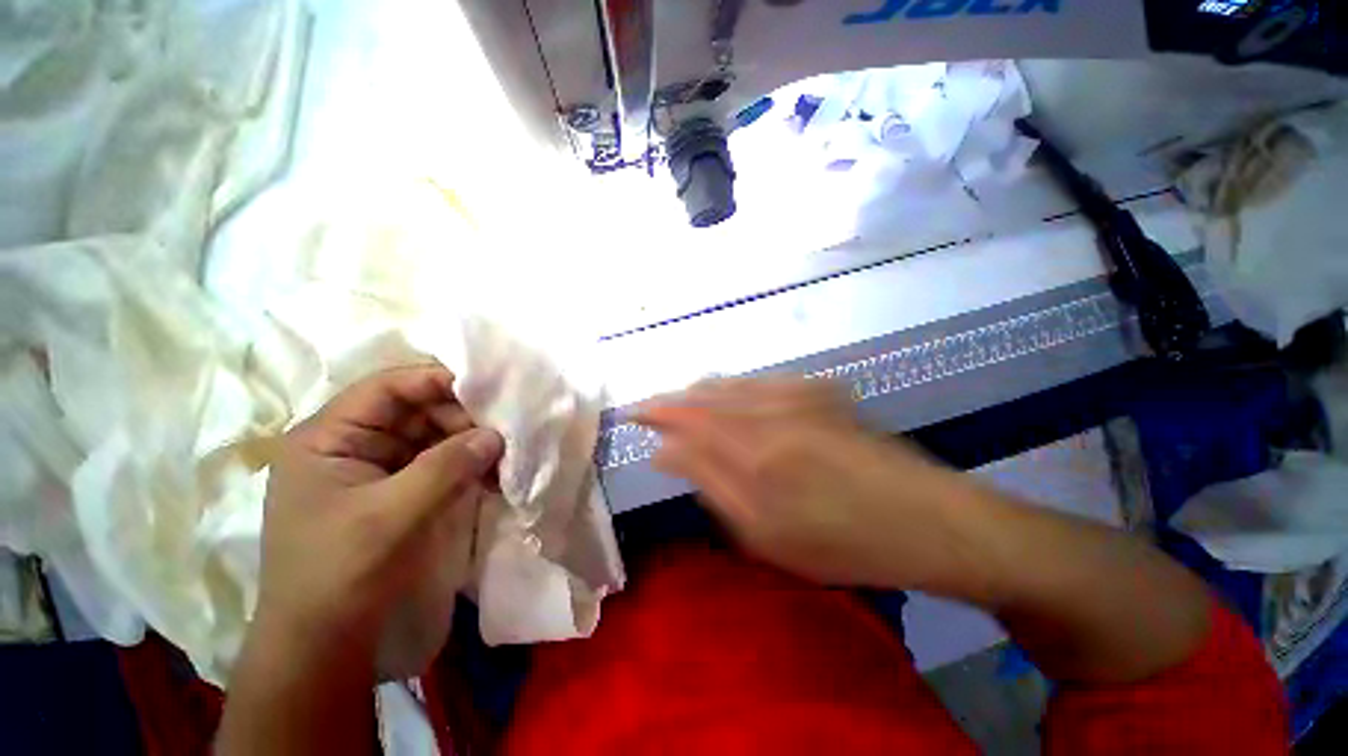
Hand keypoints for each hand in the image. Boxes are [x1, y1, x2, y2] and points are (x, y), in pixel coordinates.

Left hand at [255, 364, 503, 654]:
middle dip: (461, 415)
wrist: (324, 643)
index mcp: (328, 437)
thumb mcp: (391, 515)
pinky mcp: (398, 490)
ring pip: (432, 435)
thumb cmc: (340, 573)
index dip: (437, 380)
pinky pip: (438, 462)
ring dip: (468, 440)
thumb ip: (446, 467)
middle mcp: (352, 444)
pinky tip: (492, 471)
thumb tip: (495, 435)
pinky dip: (466, 463)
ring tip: (504, 452)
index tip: (488, 386)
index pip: (387, 387)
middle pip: (415, 409)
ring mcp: (377, 468)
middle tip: (503, 428)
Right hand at [635, 379, 980, 590]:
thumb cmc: (842, 541)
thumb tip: (665, 452)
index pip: (685, 416)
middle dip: (675, 400)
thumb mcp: (764, 532)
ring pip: (732, 383)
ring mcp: (798, 392)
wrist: (927, 520)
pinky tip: (730, 399)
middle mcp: (770, 407)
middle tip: (655, 413)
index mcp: (752, 446)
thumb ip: (710, 482)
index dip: (655, 411)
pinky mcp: (820, 389)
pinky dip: (735, 388)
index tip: (633, 413)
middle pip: (706, 393)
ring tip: (684, 405)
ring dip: (702, 393)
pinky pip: (761, 381)